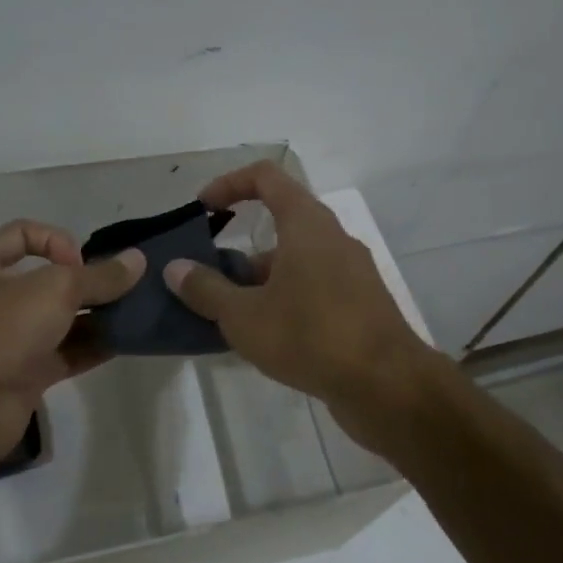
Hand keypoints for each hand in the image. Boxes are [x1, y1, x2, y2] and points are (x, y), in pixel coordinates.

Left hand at [0, 219, 145, 473]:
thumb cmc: (0, 328)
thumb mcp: (55, 289)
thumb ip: (100, 276)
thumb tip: (138, 260)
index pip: (23, 234)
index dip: (58, 241)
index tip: (81, 264)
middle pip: (46, 280)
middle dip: (85, 283)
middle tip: (121, 290)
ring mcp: (7, 339)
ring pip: (58, 319)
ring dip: (94, 316)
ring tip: (132, 315)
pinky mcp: (23, 374)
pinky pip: (64, 353)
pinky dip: (91, 347)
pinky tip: (123, 342)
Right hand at [161, 162, 438, 434]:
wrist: (387, 385)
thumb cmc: (310, 336)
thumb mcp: (245, 316)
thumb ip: (206, 290)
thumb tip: (175, 268)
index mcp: (307, 225)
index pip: (266, 177)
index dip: (229, 184)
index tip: (203, 209)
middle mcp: (333, 239)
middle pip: (280, 225)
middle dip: (239, 249)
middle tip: (208, 278)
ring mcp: (351, 273)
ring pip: (296, 262)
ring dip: (259, 280)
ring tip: (227, 317)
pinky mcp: (360, 305)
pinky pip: (313, 288)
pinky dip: (284, 300)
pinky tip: (264, 337)